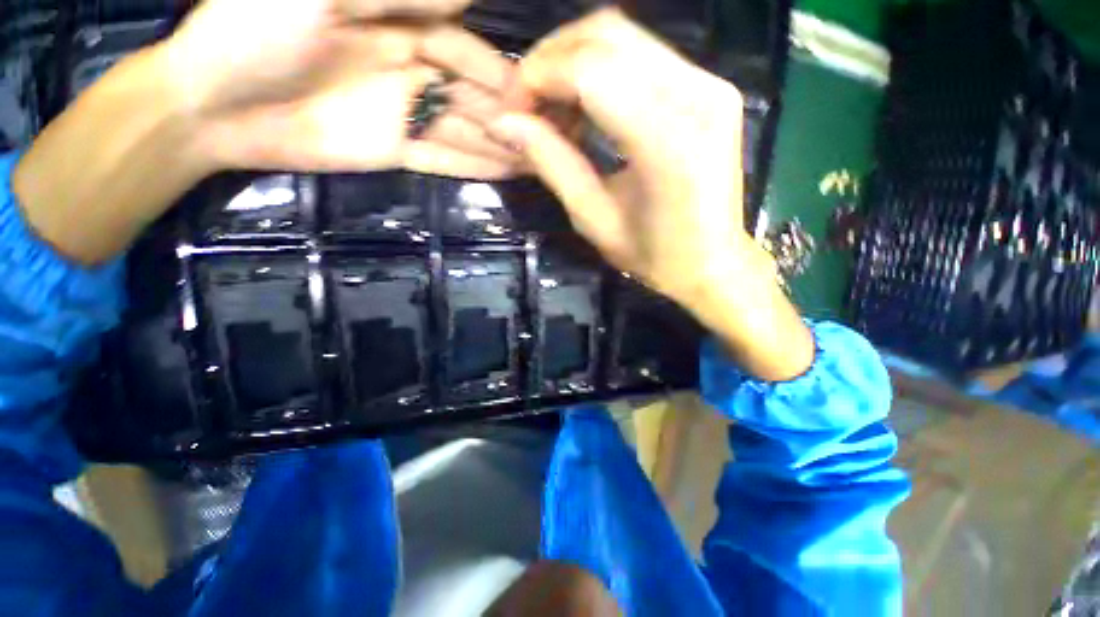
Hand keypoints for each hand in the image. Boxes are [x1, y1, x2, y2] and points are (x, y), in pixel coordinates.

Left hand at [163, 0, 517, 176]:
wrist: (214, 103)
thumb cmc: (254, 29)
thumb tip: (463, 2)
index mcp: (395, 25)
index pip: (461, 45)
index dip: (495, 68)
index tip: (533, 88)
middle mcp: (409, 70)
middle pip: (471, 94)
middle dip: (508, 114)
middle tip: (548, 136)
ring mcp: (405, 116)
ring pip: (465, 130)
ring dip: (502, 145)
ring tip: (540, 160)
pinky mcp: (397, 153)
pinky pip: (447, 159)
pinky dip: (477, 166)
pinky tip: (506, 173)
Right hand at [492, 9, 813, 380]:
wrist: (713, 262)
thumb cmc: (654, 256)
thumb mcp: (594, 220)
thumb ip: (553, 164)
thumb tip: (505, 122)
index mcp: (667, 143)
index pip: (590, 71)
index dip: (539, 78)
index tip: (512, 110)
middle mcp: (697, 96)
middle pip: (608, 36)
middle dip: (552, 59)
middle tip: (527, 103)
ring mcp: (710, 85)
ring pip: (625, 37)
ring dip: (574, 61)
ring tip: (552, 106)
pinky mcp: (710, 87)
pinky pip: (644, 56)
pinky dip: (603, 70)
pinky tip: (585, 105)